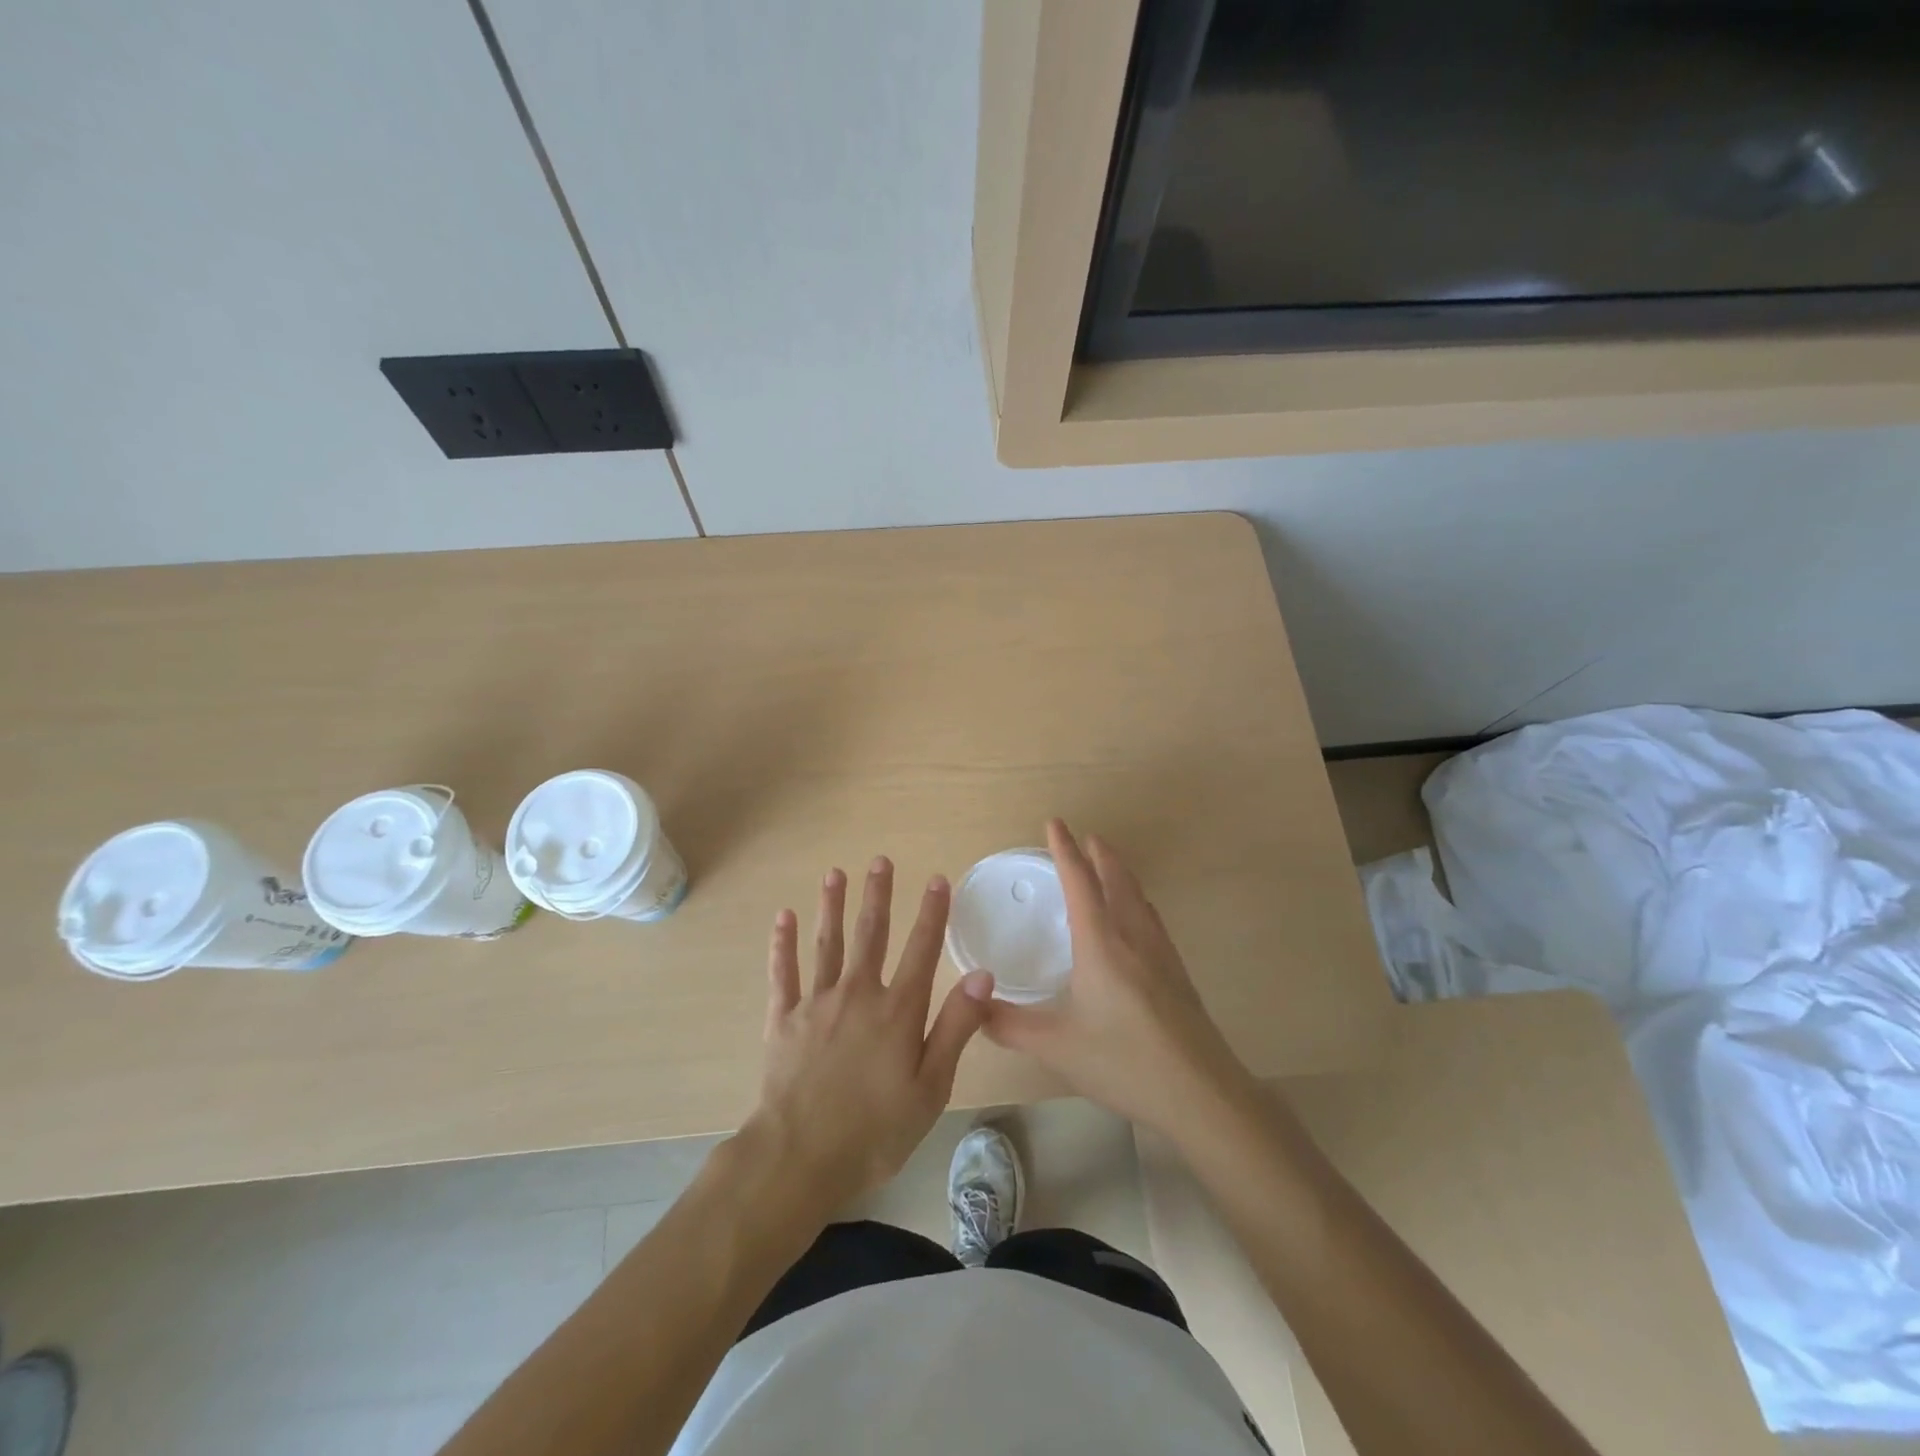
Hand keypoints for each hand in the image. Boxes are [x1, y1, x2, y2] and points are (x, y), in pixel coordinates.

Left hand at [746, 857, 995, 1214]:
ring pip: (827, 944)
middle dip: (878, 895)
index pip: (922, 949)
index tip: (938, 879)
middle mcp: (858, 994)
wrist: (800, 1157)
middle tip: (880, 861)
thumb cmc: (875, 1130)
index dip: (932, 912)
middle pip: (872, 934)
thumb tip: (982, 973)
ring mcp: (817, 1003)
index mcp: (897, 1010)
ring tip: (834, 874)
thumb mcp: (931, 1086)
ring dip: (832, 906)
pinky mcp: (783, 1019)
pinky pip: (783, 973)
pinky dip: (783, 944)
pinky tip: (783, 917)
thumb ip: (955, 1026)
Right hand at [984, 820, 1256, 1137]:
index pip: (1080, 883)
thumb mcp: (1057, 1047)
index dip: (1065, 850)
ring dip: (1121, 874)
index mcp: (1101, 944)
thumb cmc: (1124, 1062)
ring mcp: (1161, 954)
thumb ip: (1010, 1026)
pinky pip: (1152, 919)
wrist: (1201, 1093)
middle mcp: (1133, 938)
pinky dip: (1137, 901)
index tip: (1056, 823)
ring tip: (1110, 866)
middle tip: (1087, 836)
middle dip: (1099, 854)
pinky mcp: (1178, 973)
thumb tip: (974, 1007)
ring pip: (1138, 897)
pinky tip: (1139, 919)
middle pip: (1117, 880)